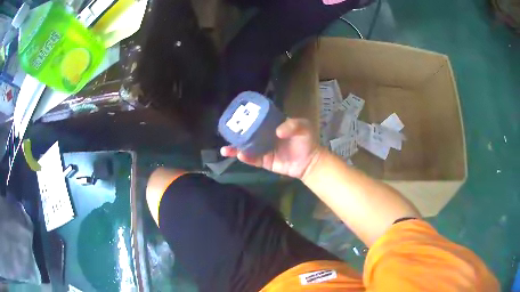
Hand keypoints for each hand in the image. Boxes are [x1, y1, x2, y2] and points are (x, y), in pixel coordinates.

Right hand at [221, 118, 322, 179]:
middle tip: (225, 133)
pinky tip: (239, 155)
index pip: (256, 119)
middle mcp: (265, 136)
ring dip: (236, 148)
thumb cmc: (307, 141)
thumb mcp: (303, 127)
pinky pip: (253, 159)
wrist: (310, 162)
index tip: (234, 116)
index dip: (245, 117)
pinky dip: (246, 158)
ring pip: (247, 147)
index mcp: (272, 125)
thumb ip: (292, 125)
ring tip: (225, 149)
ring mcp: (264, 149)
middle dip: (236, 134)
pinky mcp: (265, 161)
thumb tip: (277, 132)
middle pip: (248, 134)